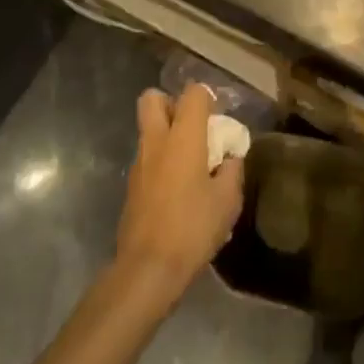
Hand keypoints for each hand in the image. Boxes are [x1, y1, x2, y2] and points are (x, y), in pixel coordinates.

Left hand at [115, 83, 244, 307]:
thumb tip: (229, 157)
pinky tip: (178, 188)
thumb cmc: (192, 228)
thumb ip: (231, 169)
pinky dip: (161, 160)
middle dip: (171, 103)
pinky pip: (147, 157)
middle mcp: (156, 142)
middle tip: (193, 127)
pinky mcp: (131, 186)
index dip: (207, 97)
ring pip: (148, 129)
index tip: (219, 117)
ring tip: (191, 162)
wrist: (148, 269)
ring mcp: (139, 163)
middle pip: (152, 99)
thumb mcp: (227, 200)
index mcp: (183, 137)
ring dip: (166, 134)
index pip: (192, 94)